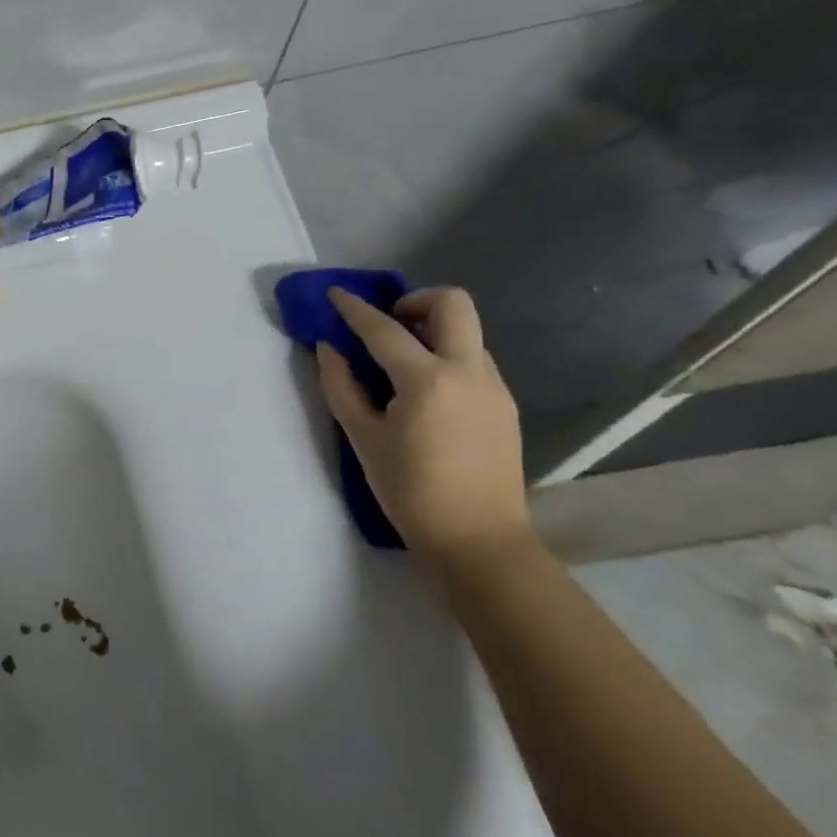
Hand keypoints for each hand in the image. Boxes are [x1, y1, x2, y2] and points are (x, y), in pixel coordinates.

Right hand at [316, 286, 529, 566]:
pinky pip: (474, 360)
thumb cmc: (411, 492)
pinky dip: (447, 357)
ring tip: (403, 365)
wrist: (479, 542)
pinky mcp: (505, 405)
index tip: (335, 294)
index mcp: (428, 381)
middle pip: (452, 303)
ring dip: (432, 331)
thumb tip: (330, 348)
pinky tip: (426, 393)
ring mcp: (494, 387)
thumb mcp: (363, 438)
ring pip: (466, 332)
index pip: (384, 329)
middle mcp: (468, 372)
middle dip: (415, 301)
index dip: (355, 309)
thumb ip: (341, 386)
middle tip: (388, 325)